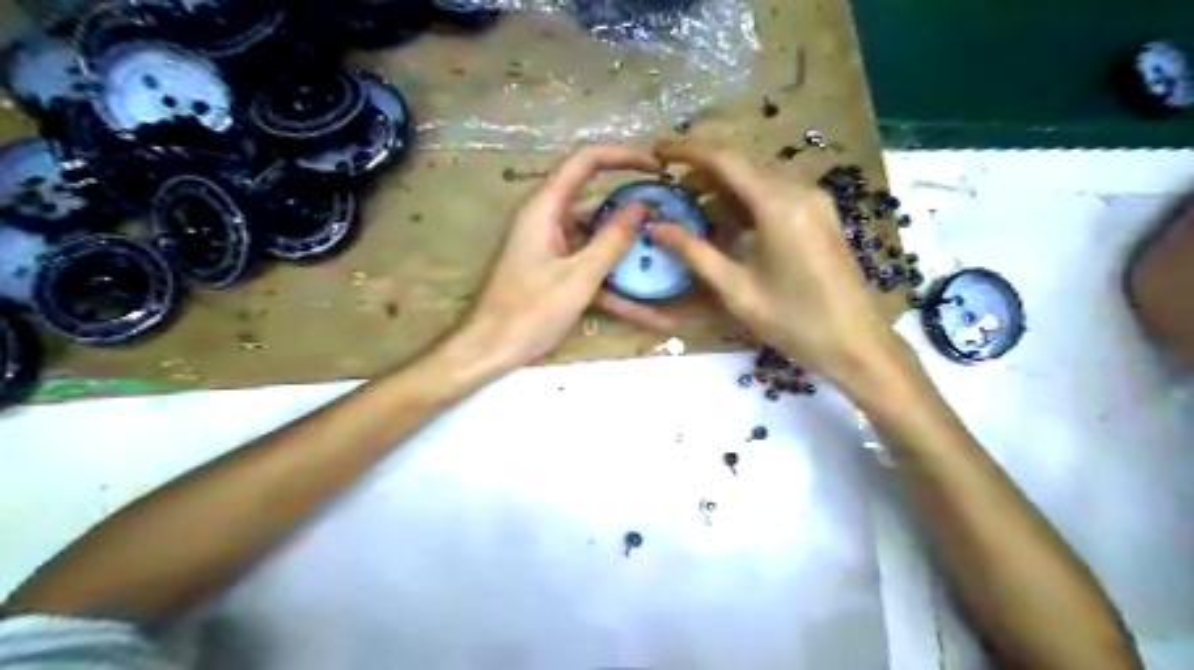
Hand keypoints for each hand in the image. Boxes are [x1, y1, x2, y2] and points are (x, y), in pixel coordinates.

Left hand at [462, 144, 675, 370]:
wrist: (489, 350)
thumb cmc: (529, 312)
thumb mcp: (578, 277)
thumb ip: (612, 239)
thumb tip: (641, 204)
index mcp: (544, 208)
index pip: (586, 161)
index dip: (623, 156)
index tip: (658, 168)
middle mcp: (546, 219)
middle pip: (593, 198)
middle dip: (631, 206)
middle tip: (669, 215)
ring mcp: (549, 246)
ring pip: (594, 235)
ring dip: (625, 246)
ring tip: (665, 254)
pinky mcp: (553, 269)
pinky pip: (587, 263)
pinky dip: (611, 278)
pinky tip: (646, 305)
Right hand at [648, 141, 910, 388]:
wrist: (856, 343)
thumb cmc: (794, 321)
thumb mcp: (736, 290)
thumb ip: (694, 253)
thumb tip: (656, 227)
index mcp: (778, 205)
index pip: (725, 160)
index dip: (687, 151)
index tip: (657, 152)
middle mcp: (800, 191)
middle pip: (743, 164)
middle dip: (704, 171)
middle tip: (671, 188)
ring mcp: (815, 201)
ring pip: (760, 178)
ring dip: (725, 186)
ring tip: (693, 206)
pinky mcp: (821, 215)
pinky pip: (777, 193)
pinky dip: (747, 200)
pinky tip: (728, 222)